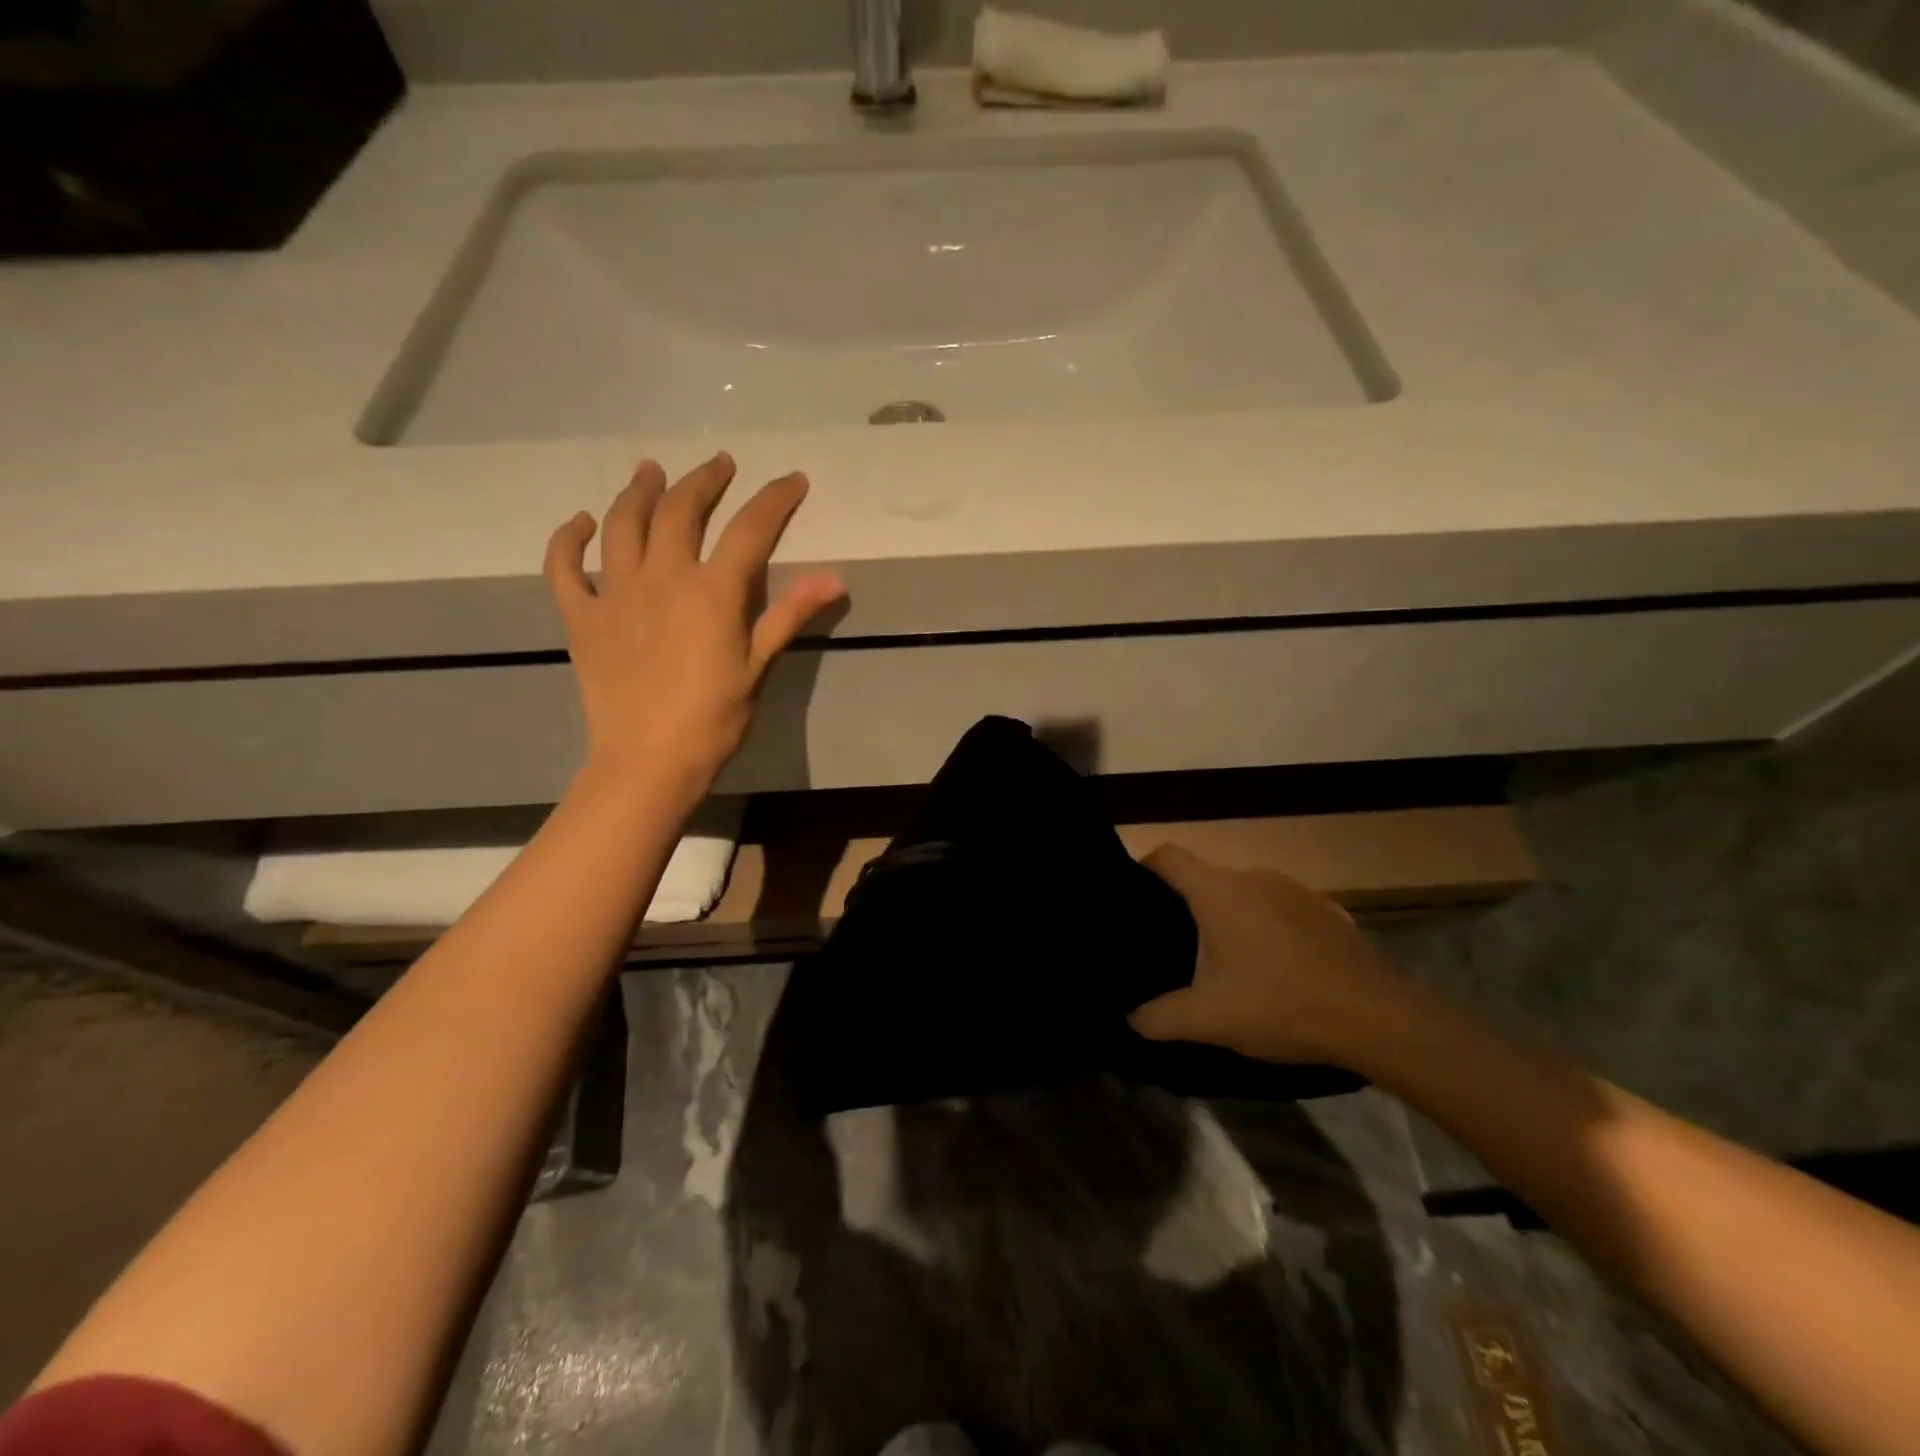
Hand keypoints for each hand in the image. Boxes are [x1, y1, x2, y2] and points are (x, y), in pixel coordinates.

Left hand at [544, 453, 845, 801]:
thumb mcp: (759, 666)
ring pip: (624, 524)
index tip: (793, 480)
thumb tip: (835, 578)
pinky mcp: (581, 616)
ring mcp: (615, 593)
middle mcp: (662, 577)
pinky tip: (582, 523)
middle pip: (681, 510)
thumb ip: (790, 615)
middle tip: (719, 465)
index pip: (750, 529)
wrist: (648, 761)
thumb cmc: (714, 718)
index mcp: (712, 591)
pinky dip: (569, 539)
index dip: (775, 499)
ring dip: (639, 490)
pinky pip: (565, 567)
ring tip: (651, 470)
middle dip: (704, 480)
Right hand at [1129, 845, 1415, 1067]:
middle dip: (1187, 907)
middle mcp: (1254, 877)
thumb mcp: (1210, 1020)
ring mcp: (1294, 891)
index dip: (1144, 868)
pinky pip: (1279, 909)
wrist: (1377, 1018)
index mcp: (1218, 892)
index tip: (1134, 898)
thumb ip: (1160, 1018)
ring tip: (1227, 961)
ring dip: (1230, 919)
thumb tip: (1132, 1018)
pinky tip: (1277, 969)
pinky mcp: (1326, 910)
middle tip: (1177, 947)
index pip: (1167, 856)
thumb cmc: (1281, 1004)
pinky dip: (1267, 929)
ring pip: (1244, 895)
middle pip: (1205, 879)